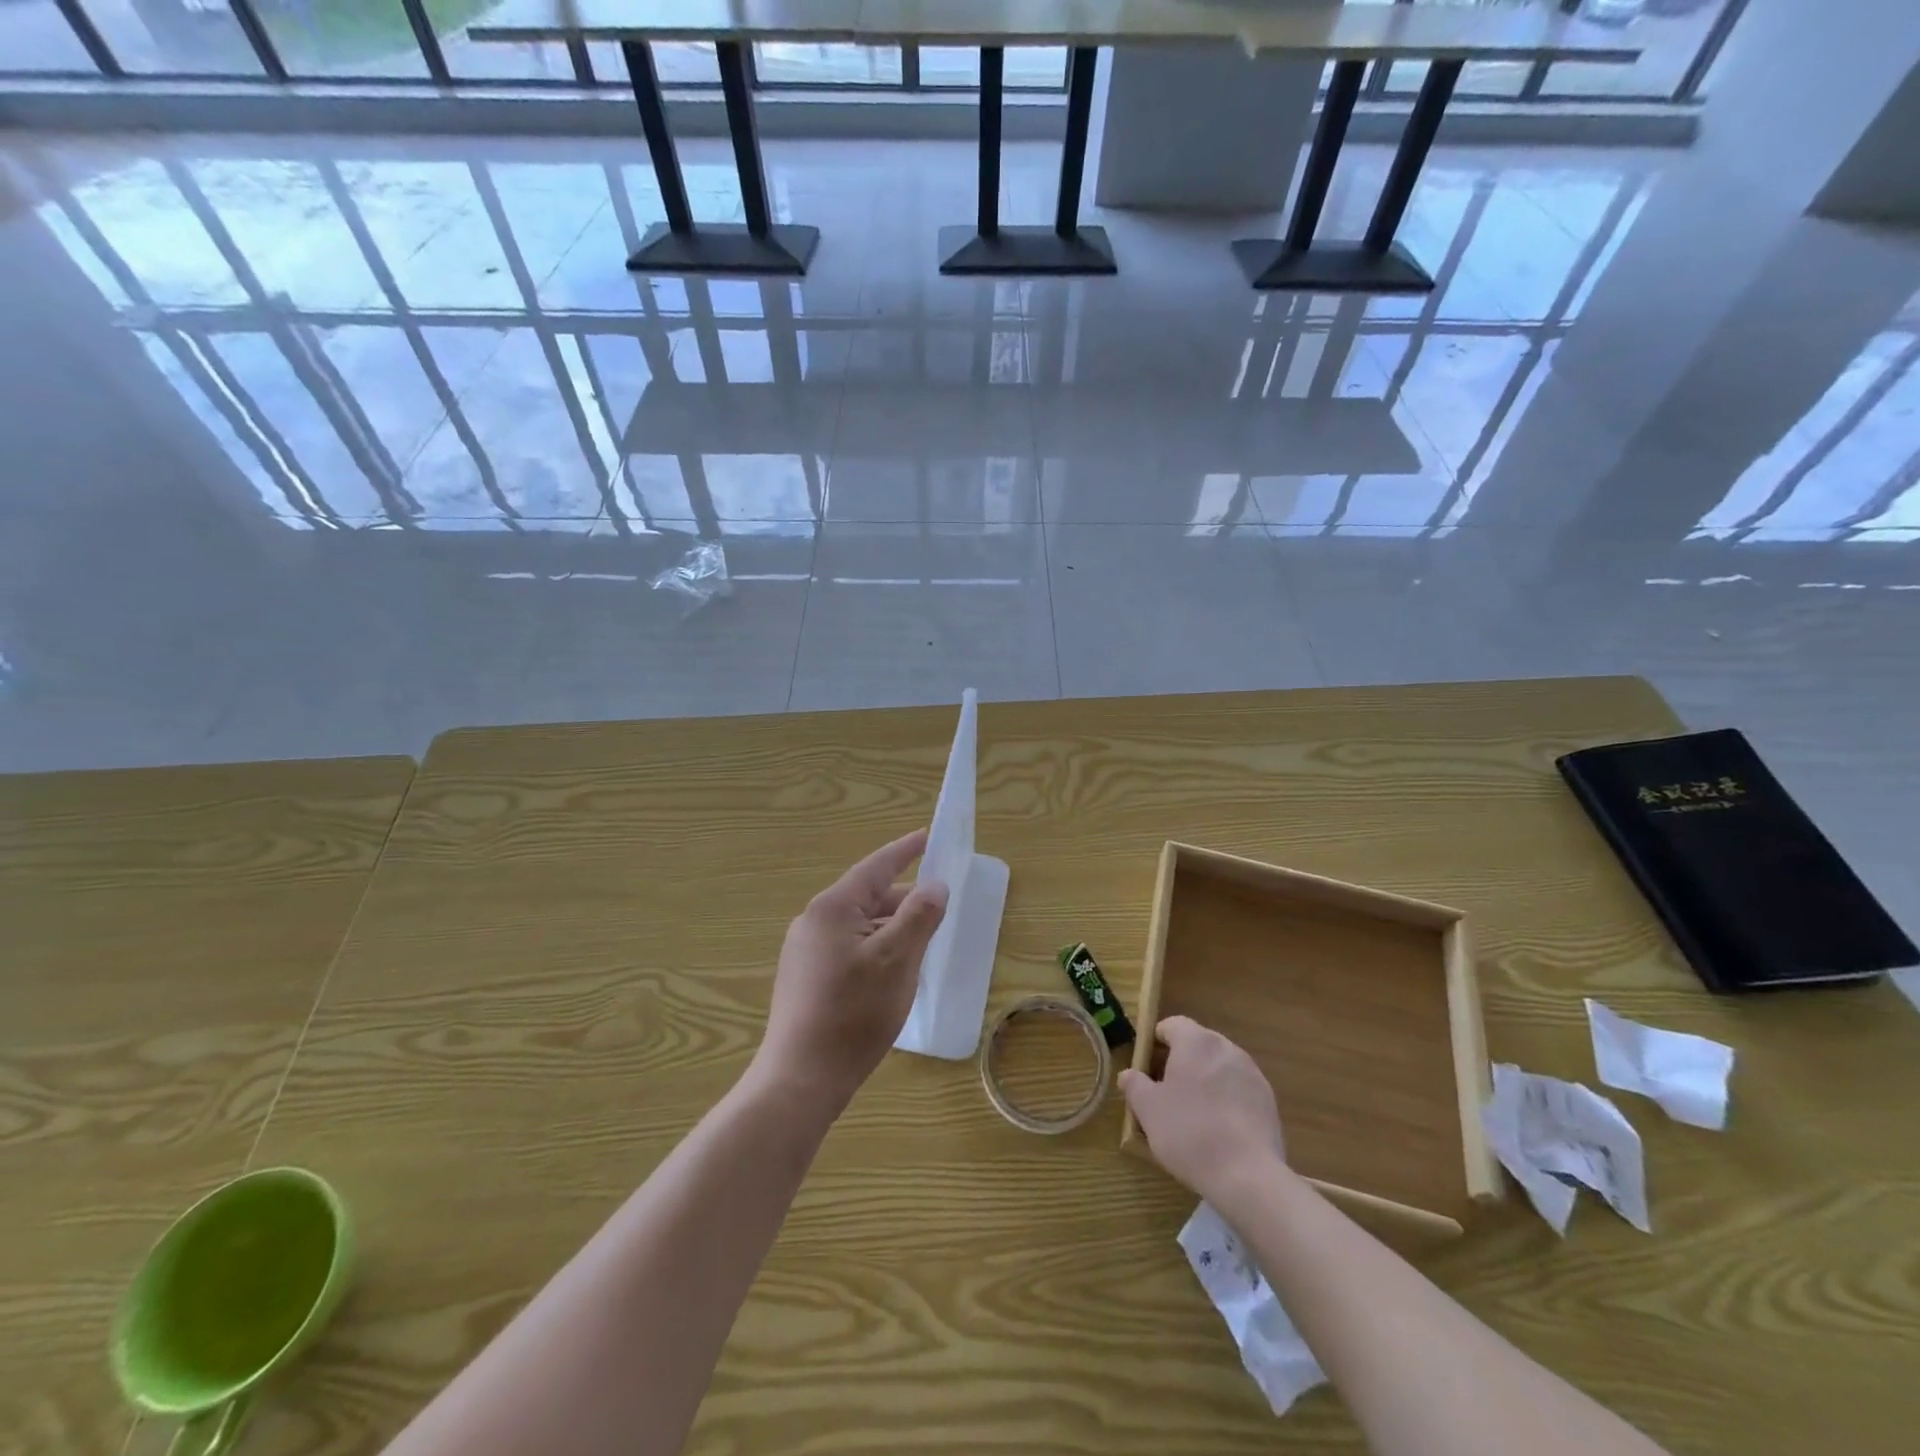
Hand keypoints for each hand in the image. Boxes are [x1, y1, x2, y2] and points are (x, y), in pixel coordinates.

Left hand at [753, 830, 948, 1117]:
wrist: (801, 1079)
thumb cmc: (854, 1013)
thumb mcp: (897, 960)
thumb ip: (919, 917)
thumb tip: (935, 885)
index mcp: (833, 908)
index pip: (876, 867)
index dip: (905, 851)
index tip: (927, 835)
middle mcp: (813, 921)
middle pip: (868, 898)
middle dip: (904, 900)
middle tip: (938, 907)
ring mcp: (804, 951)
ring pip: (859, 926)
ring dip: (891, 929)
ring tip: (921, 943)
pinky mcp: (804, 978)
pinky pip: (848, 948)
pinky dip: (875, 949)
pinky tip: (892, 973)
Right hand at [1120, 1016, 1287, 1203]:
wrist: (1247, 1176)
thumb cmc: (1189, 1132)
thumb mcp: (1148, 1110)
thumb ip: (1135, 1085)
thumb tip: (1128, 1075)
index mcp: (1196, 1041)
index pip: (1172, 1025)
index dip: (1156, 1042)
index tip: (1146, 1067)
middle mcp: (1227, 1048)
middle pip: (1197, 1045)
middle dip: (1180, 1062)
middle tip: (1165, 1092)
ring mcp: (1252, 1074)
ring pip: (1219, 1067)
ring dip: (1205, 1080)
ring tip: (1193, 1113)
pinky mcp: (1269, 1101)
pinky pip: (1238, 1090)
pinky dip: (1226, 1099)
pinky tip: (1218, 1129)